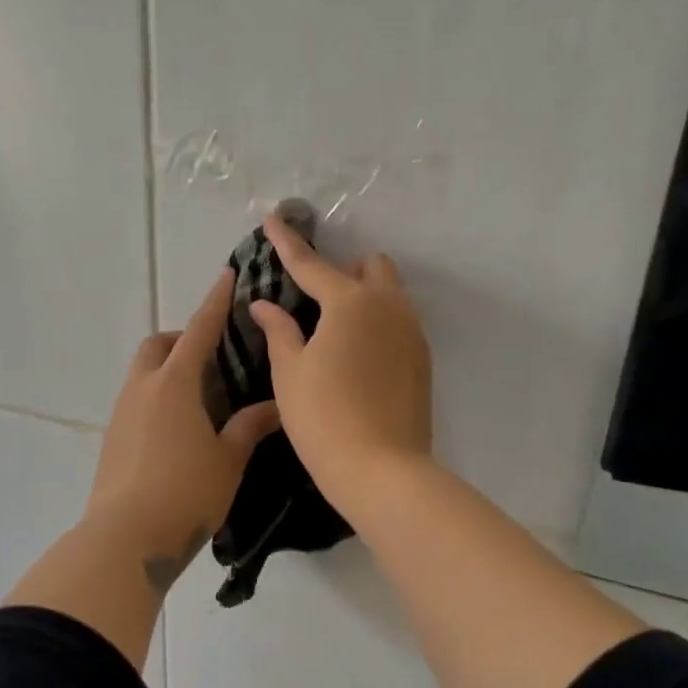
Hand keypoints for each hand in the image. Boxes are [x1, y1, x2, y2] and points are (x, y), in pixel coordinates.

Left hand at [85, 270, 280, 587]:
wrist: (125, 539)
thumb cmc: (186, 492)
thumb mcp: (228, 459)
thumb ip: (250, 426)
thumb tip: (275, 406)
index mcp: (174, 384)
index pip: (199, 330)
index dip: (215, 302)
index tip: (227, 275)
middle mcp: (143, 388)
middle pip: (158, 345)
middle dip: (183, 338)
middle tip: (214, 358)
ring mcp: (121, 413)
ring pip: (144, 373)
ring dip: (169, 370)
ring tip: (202, 397)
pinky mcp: (111, 438)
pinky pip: (137, 400)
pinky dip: (158, 397)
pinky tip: (179, 429)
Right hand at [250, 215, 432, 513]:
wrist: (382, 470)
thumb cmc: (323, 418)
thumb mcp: (290, 373)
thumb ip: (279, 330)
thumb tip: (264, 305)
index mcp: (350, 303)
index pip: (311, 264)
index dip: (287, 242)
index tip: (273, 217)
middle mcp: (389, 307)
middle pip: (371, 267)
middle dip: (343, 270)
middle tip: (316, 297)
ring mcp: (412, 333)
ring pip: (391, 294)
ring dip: (365, 295)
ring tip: (336, 328)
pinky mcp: (423, 360)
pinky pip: (400, 323)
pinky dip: (378, 322)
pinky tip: (358, 356)